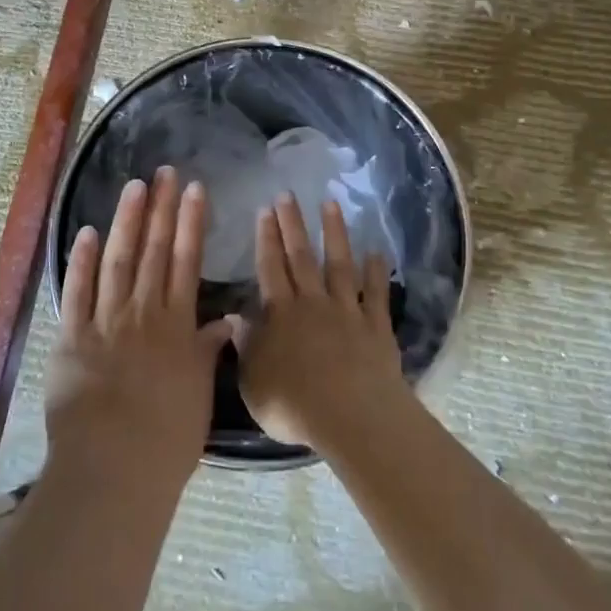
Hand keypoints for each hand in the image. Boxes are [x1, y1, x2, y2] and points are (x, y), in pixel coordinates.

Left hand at [46, 168, 232, 497]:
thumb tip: (225, 320)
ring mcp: (105, 320)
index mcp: (176, 324)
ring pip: (118, 260)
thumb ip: (207, 351)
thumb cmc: (166, 438)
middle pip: (154, 250)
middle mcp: (143, 311)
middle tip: (165, 172)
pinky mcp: (71, 336)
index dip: (191, 222)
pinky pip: (77, 290)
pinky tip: (88, 232)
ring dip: (126, 221)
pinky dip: (81, 260)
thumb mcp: (198, 393)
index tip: (195, 189)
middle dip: (161, 208)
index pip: (187, 260)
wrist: (113, 467)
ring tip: (135, 187)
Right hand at [234, 192, 410, 450]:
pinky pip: (375, 293)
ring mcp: (346, 310)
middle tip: (288, 195)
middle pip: (301, 257)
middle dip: (292, 224)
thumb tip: (234, 317)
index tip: (265, 210)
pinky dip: (376, 272)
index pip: (270, 268)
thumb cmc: (294, 405)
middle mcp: (312, 303)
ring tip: (330, 204)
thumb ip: (245, 347)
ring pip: (338, 264)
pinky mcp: (375, 325)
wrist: (351, 416)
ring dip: (334, 233)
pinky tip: (376, 252)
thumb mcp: (253, 382)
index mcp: (281, 314)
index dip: (266, 238)